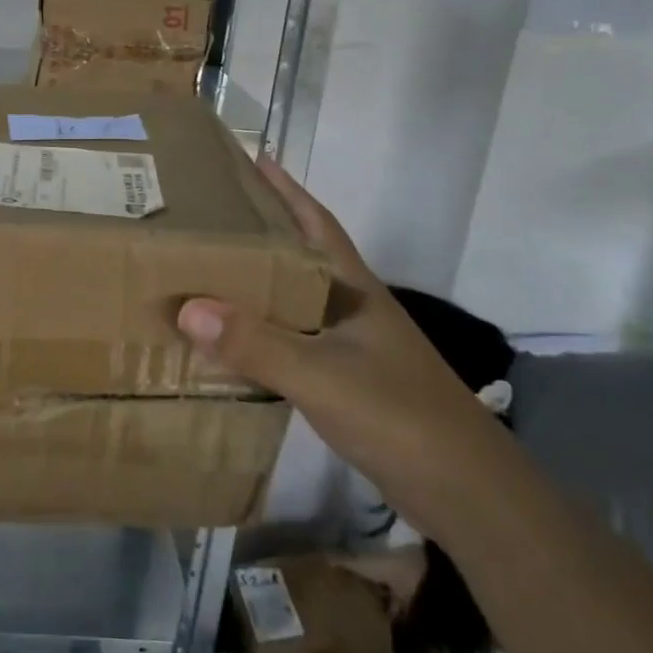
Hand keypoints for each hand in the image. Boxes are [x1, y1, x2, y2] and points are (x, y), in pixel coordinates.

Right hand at [176, 156, 516, 539]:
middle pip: (301, 256)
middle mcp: (352, 309)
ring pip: (294, 300)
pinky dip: (262, 331)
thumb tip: (186, 308)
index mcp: (353, 290)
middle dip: (261, 231)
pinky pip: (292, 340)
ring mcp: (353, 346)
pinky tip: (234, 341)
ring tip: (210, 270)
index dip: (287, 190)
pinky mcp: (348, 381)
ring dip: (258, 283)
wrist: (466, 493)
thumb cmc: (398, 416)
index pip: (317, 224)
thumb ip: (255, 343)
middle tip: (209, 216)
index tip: (252, 159)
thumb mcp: (320, 376)